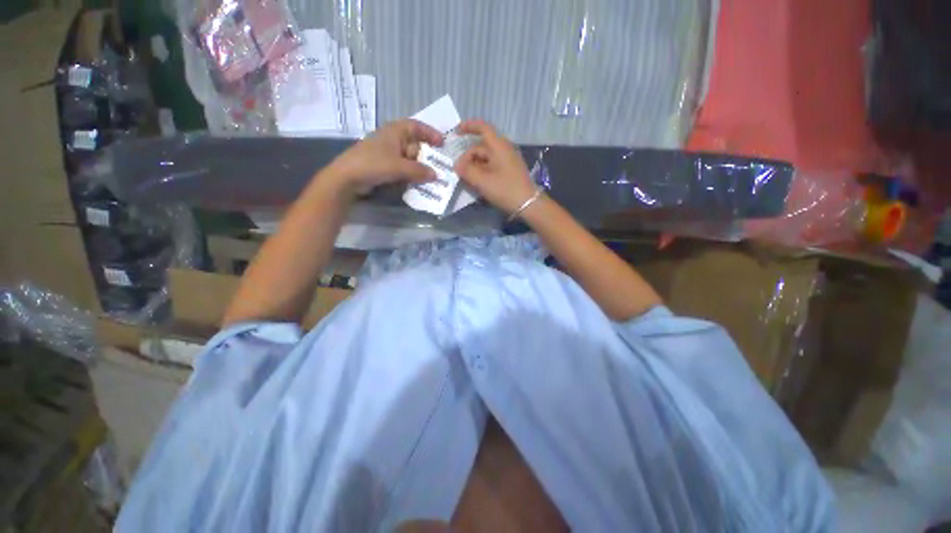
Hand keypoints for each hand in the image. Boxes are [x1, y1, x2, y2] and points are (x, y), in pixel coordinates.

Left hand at [324, 119, 443, 195]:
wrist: (347, 178)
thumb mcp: (399, 167)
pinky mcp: (384, 167)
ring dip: (419, 168)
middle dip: (426, 155)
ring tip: (430, 178)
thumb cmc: (373, 164)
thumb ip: (419, 171)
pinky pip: (402, 169)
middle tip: (438, 167)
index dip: (429, 133)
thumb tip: (436, 175)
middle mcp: (391, 141)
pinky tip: (416, 183)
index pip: (415, 126)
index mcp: (394, 132)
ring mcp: (387, 155)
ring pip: (409, 159)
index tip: (441, 144)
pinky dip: (410, 175)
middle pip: (414, 144)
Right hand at [454, 120, 537, 214]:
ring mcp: (508, 161)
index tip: (456, 132)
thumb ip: (466, 171)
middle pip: (481, 147)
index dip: (469, 126)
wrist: (528, 204)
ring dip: (474, 166)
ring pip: (486, 158)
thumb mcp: (482, 181)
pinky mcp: (509, 171)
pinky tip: (477, 183)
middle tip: (458, 171)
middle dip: (468, 157)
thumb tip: (457, 165)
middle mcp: (504, 150)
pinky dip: (482, 171)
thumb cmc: (505, 189)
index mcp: (499, 146)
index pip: (483, 128)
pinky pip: (492, 166)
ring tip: (466, 179)